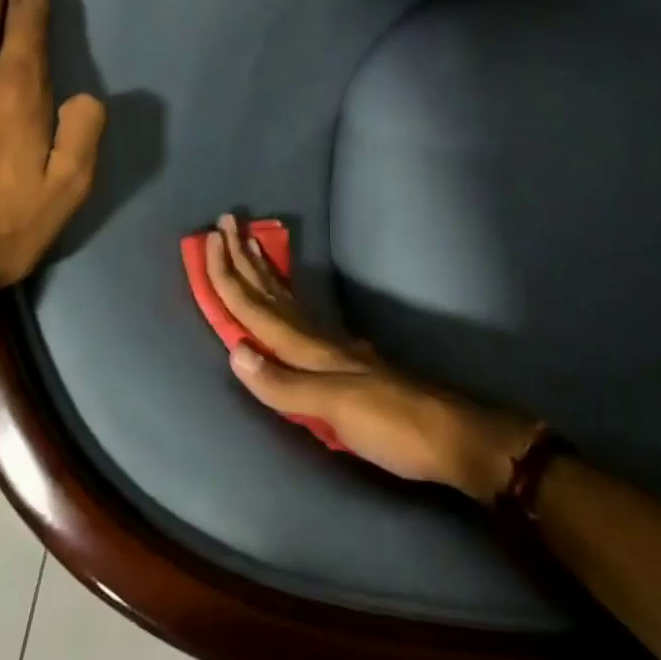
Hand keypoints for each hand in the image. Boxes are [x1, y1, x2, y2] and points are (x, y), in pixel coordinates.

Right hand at [205, 216, 542, 501]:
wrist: (451, 437)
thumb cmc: (392, 424)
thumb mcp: (337, 407)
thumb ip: (284, 383)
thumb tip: (235, 350)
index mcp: (310, 349)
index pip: (257, 308)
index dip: (230, 276)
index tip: (210, 239)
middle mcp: (318, 341)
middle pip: (271, 294)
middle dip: (244, 260)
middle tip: (227, 222)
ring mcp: (335, 348)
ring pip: (287, 301)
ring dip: (262, 273)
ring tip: (248, 245)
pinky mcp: (347, 362)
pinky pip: (302, 320)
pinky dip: (285, 301)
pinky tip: (286, 299)